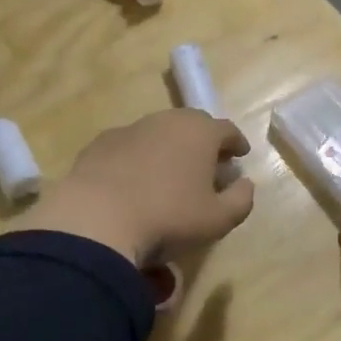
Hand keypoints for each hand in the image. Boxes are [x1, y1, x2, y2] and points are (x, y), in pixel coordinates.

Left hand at [18, 110, 254, 266]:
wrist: (96, 219)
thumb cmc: (168, 217)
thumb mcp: (218, 220)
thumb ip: (241, 200)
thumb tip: (245, 184)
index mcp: (200, 132)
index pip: (227, 130)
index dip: (236, 143)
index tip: (240, 156)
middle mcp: (166, 120)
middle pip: (192, 125)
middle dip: (203, 142)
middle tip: (207, 165)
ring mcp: (130, 129)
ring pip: (158, 133)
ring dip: (169, 149)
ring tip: (169, 175)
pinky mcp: (100, 144)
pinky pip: (129, 147)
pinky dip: (138, 159)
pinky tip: (134, 183)